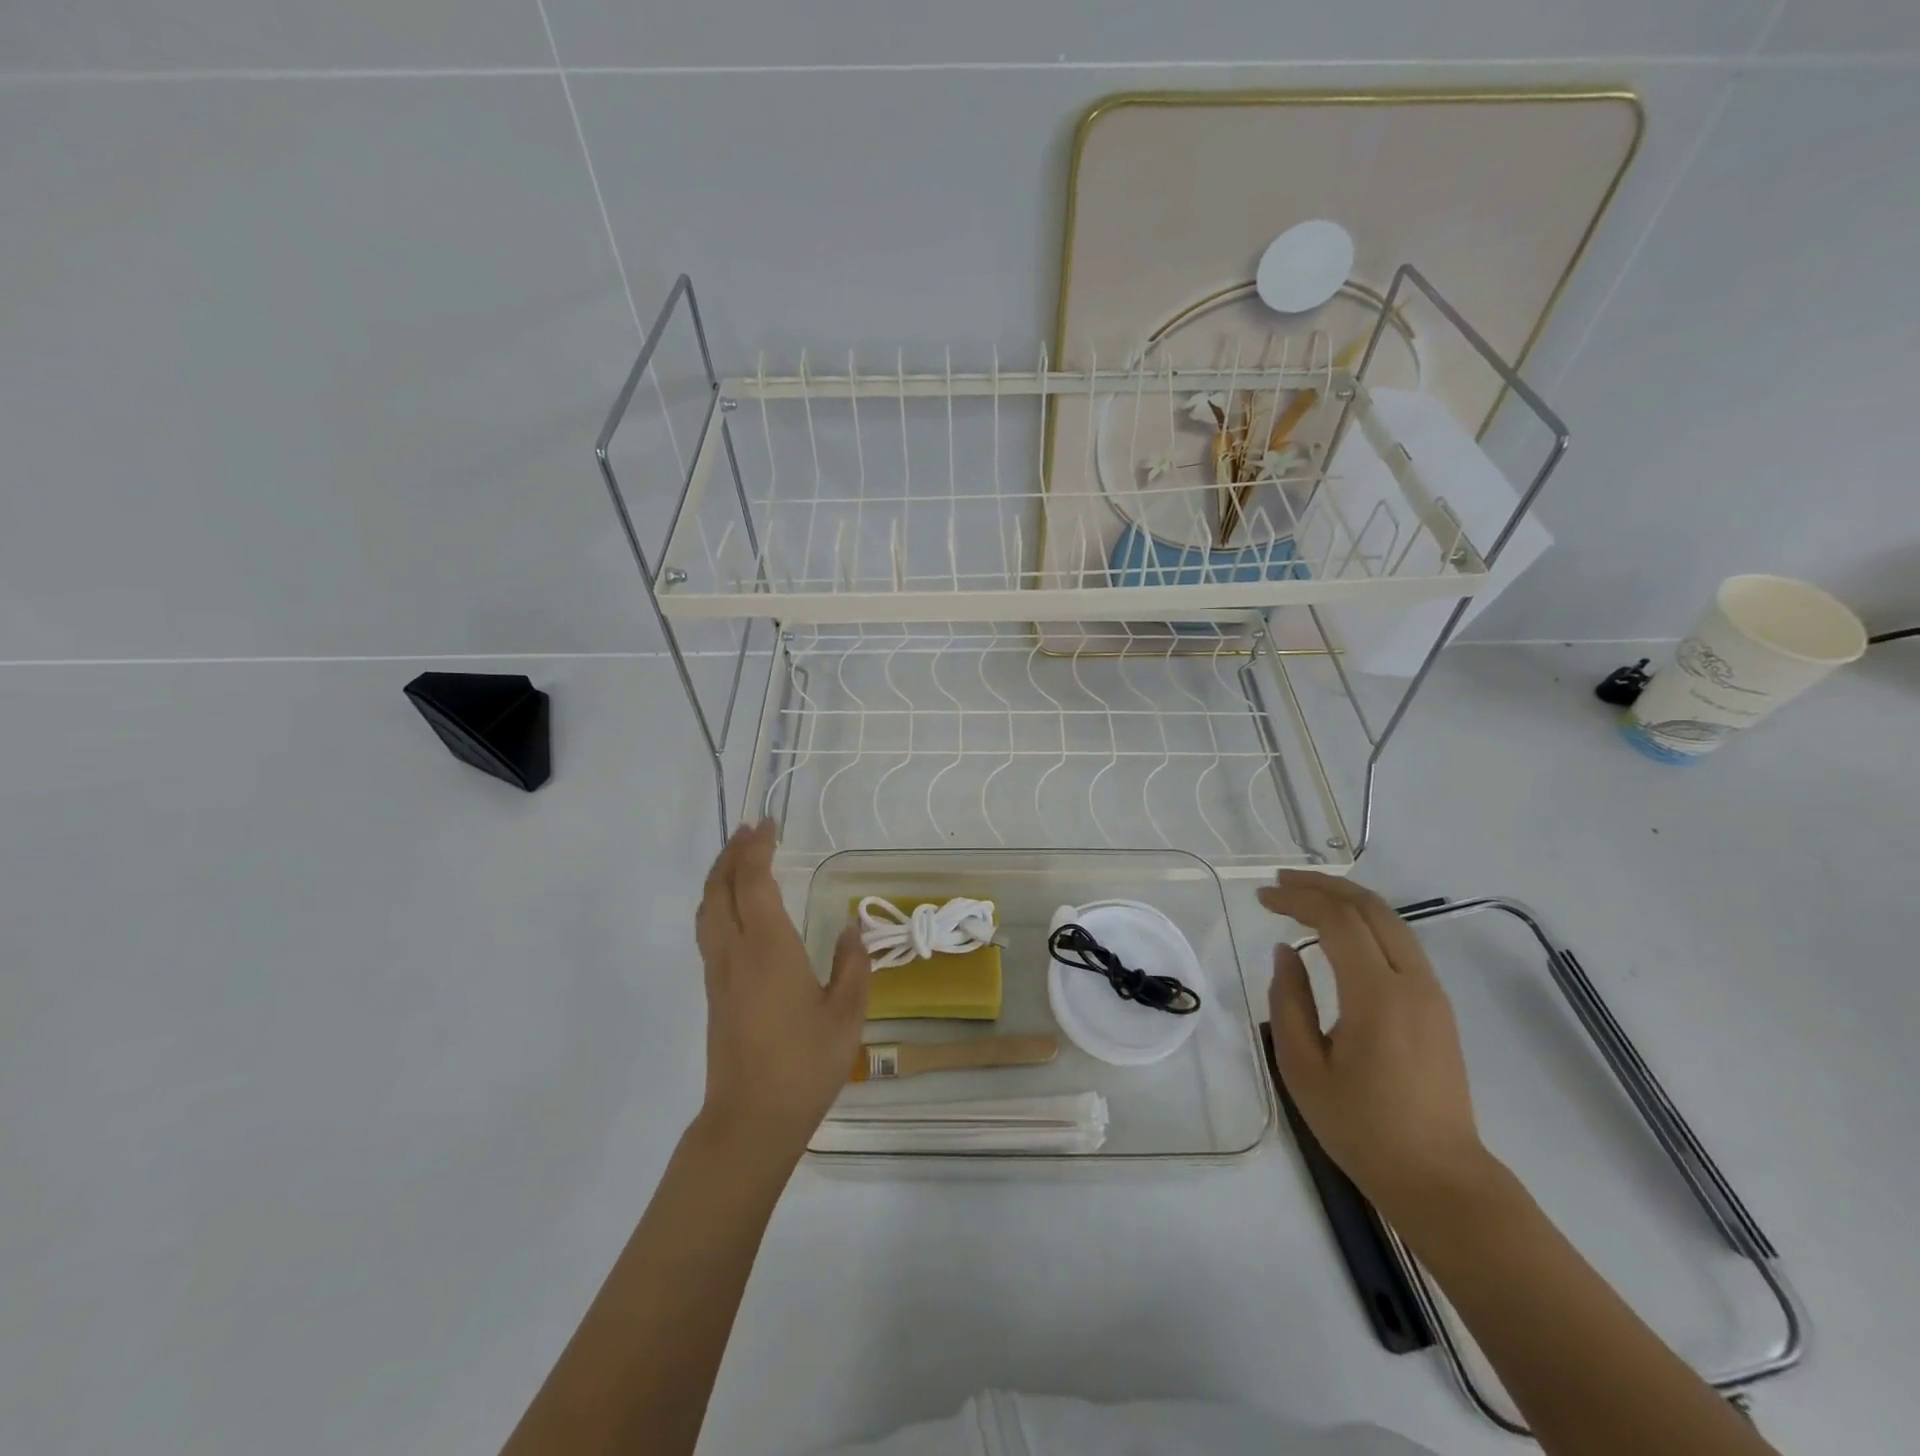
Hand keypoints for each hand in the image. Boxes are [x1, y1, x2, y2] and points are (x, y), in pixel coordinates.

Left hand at [694, 820, 868, 1157]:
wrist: (751, 1120)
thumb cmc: (805, 1064)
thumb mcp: (846, 1014)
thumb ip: (852, 963)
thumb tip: (853, 925)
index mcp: (768, 948)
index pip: (753, 882)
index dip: (757, 848)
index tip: (769, 824)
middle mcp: (735, 951)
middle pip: (720, 887)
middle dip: (733, 853)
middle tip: (752, 830)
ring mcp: (718, 972)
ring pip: (707, 908)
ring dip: (720, 875)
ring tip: (739, 858)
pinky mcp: (714, 991)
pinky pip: (708, 929)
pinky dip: (717, 901)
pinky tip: (734, 907)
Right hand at [1259, 871, 1495, 1219]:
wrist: (1439, 1178)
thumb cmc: (1361, 1128)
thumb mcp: (1303, 1068)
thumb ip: (1288, 1002)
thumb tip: (1287, 953)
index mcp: (1377, 997)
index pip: (1337, 922)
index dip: (1297, 900)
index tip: (1262, 898)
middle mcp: (1412, 983)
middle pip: (1370, 908)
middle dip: (1323, 886)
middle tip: (1280, 883)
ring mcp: (1431, 993)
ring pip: (1390, 921)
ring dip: (1346, 899)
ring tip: (1304, 896)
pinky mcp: (1437, 1006)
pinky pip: (1400, 943)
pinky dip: (1365, 922)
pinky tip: (1339, 930)